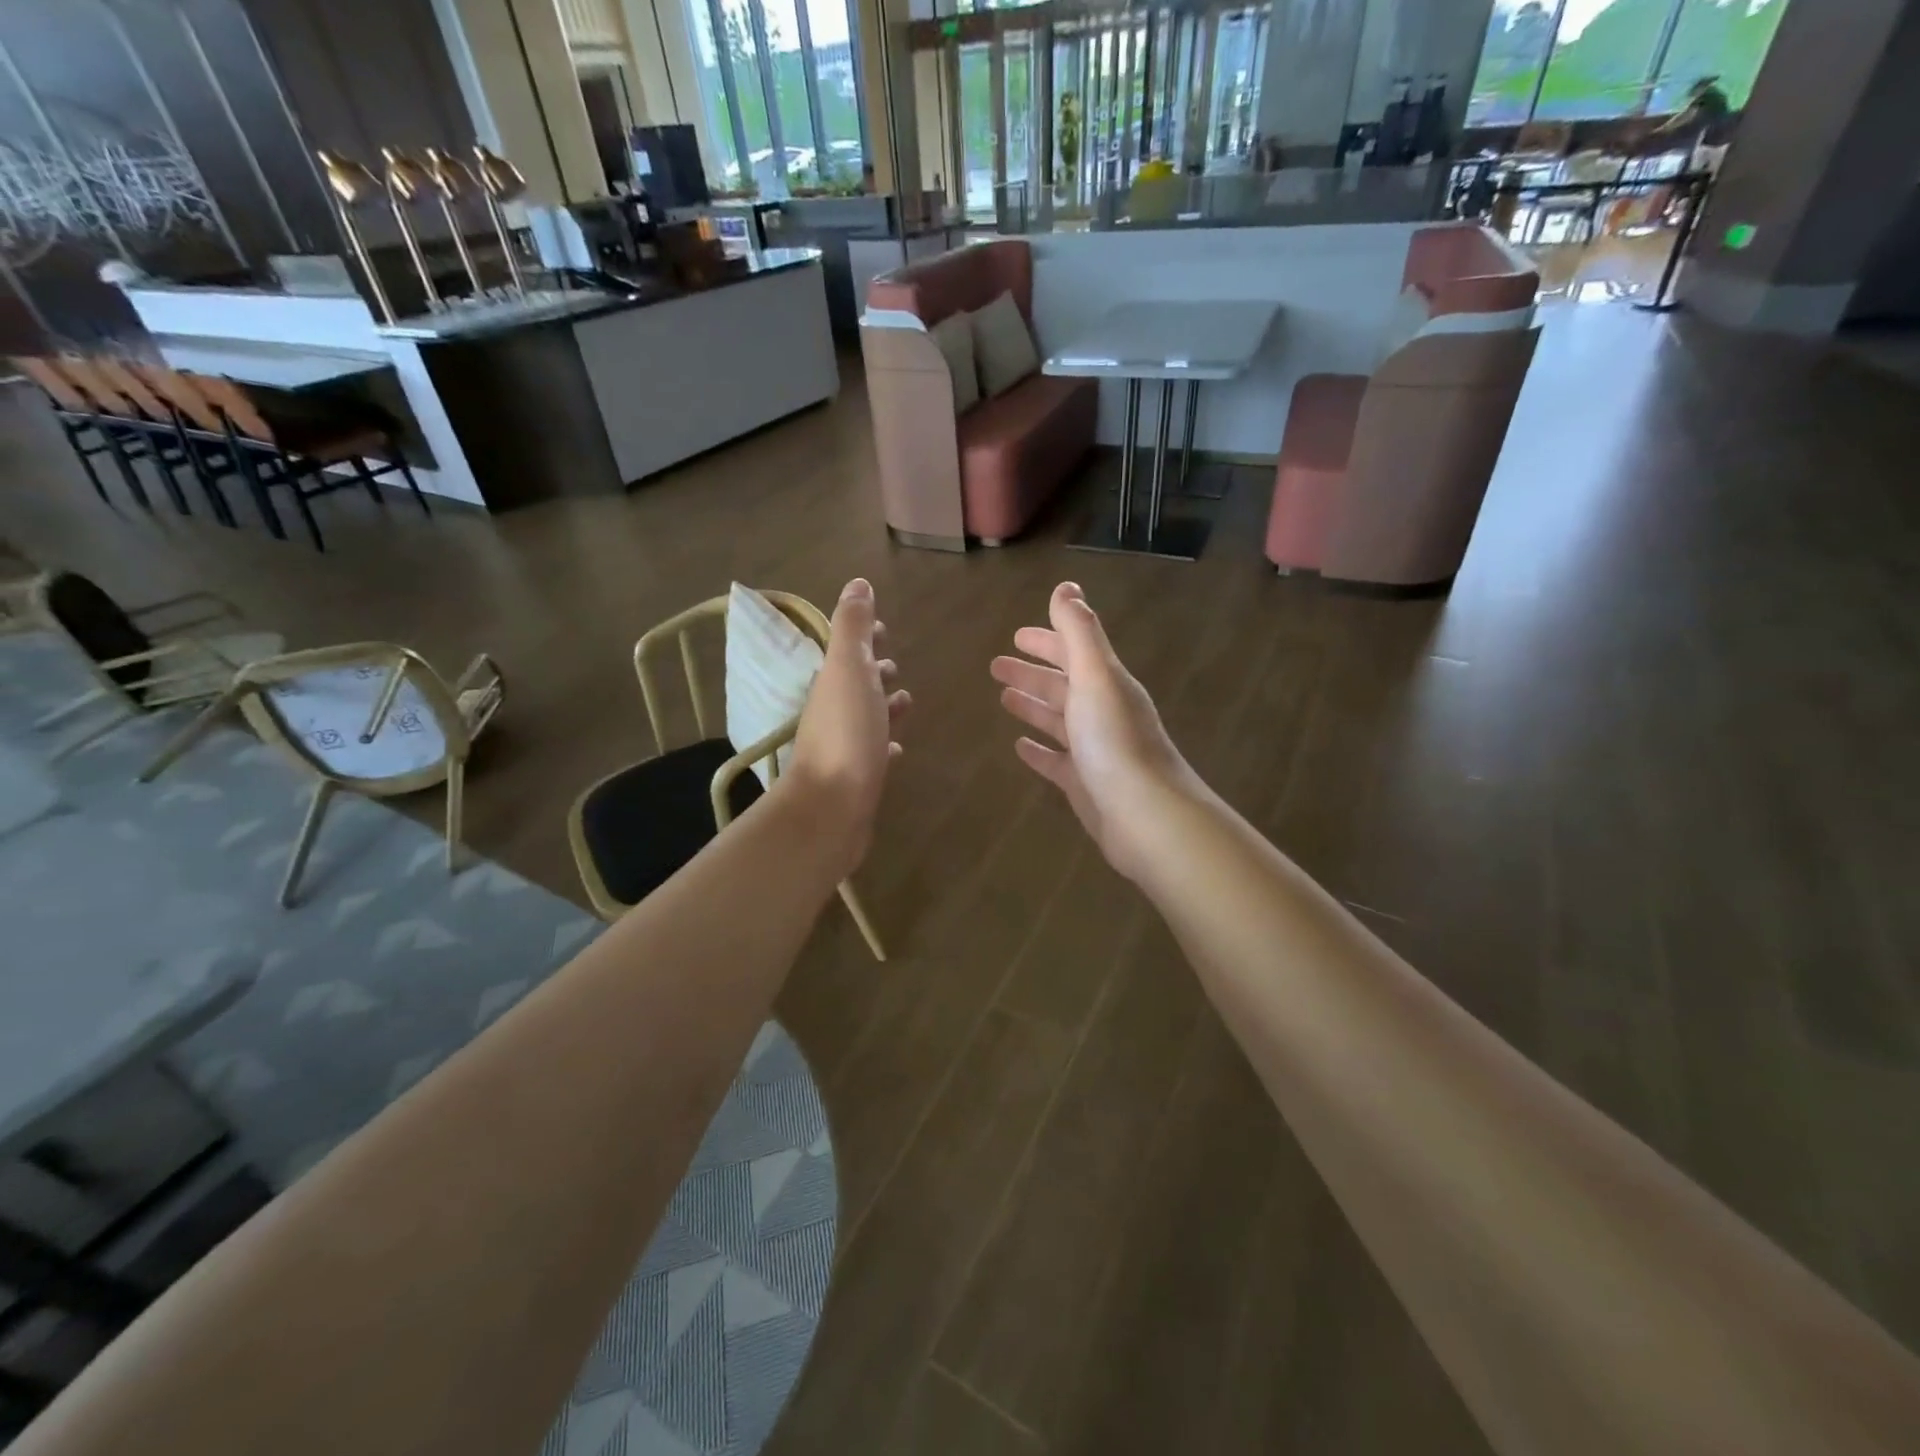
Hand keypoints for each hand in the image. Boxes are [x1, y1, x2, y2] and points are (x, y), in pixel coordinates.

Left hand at [785, 578, 909, 872]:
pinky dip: (886, 744)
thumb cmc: (846, 733)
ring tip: (907, 700)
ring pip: (866, 717)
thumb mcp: (850, 669)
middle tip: (897, 665)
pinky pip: (875, 753)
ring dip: (883, 705)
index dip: (865, 638)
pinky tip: (899, 748)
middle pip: (857, 683)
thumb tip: (857, 583)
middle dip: (876, 670)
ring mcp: (845, 746)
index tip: (884, 629)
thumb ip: (853, 627)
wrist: (831, 807)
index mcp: (833, 682)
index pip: (849, 651)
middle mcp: (834, 712)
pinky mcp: (858, 778)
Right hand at [991, 582, 1198, 883]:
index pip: (1073, 652)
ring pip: (1059, 721)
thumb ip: (1079, 631)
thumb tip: (1066, 586)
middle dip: (1032, 673)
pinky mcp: (1086, 785)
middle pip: (1063, 686)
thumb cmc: (1115, 741)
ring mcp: (1095, 751)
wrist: (1146, 816)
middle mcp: (1103, 713)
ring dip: (1033, 706)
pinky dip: (1039, 750)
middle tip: (996, 666)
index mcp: (1106, 684)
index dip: (1046, 642)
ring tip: (1004, 698)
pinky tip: (1019, 747)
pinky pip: (1057, 761)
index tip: (1016, 635)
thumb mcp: (1095, 676)